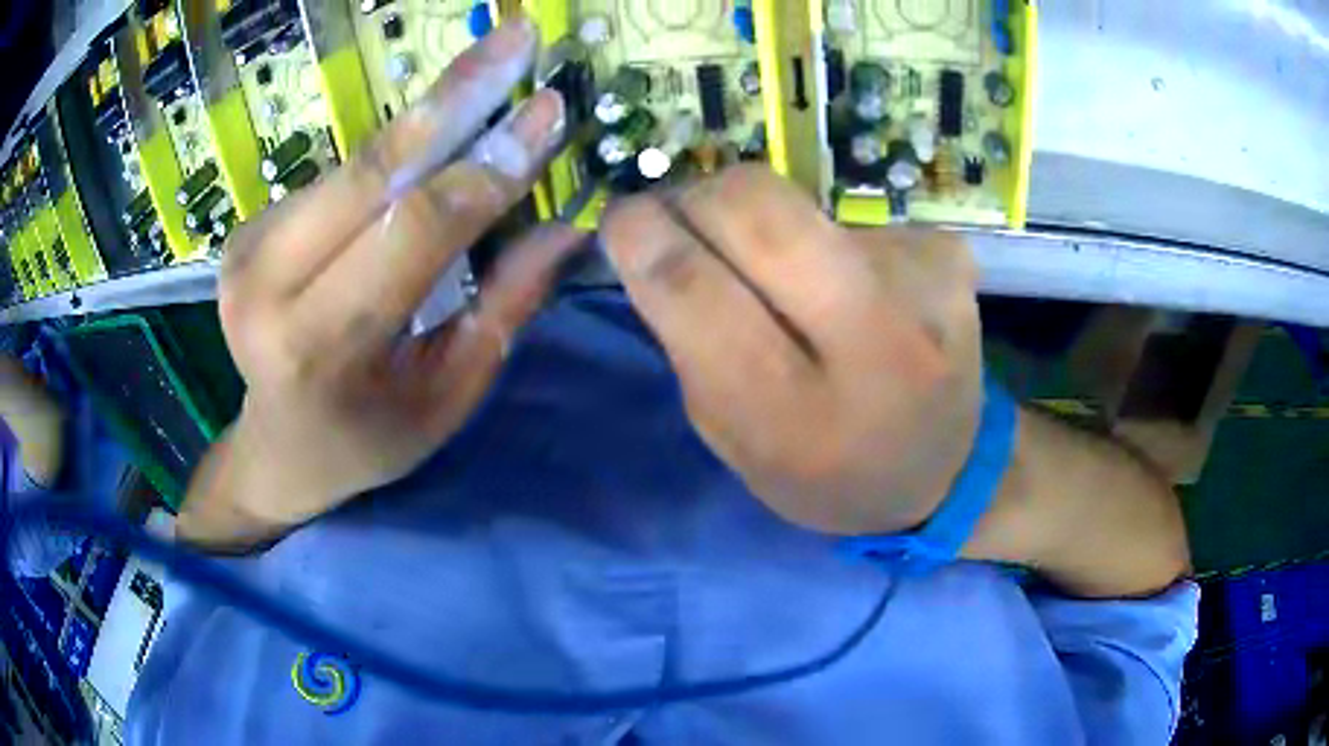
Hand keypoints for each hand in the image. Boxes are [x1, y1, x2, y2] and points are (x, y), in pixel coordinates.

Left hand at [205, 19, 578, 529]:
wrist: (278, 449)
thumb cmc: (368, 438)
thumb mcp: (447, 397)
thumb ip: (502, 309)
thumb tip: (567, 227)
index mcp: (321, 348)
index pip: (414, 230)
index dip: (488, 165)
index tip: (549, 110)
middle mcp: (267, 288)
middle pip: (371, 167)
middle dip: (455, 94)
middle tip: (518, 35)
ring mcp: (246, 249)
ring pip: (357, 162)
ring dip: (430, 118)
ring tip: (494, 70)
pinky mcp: (247, 228)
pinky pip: (337, 176)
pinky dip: (393, 152)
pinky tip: (430, 142)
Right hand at [602, 166, 983, 534]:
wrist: (946, 471)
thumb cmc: (823, 472)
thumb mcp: (735, 442)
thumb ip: (691, 346)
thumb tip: (657, 237)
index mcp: (793, 418)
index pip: (692, 287)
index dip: (640, 235)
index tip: (624, 222)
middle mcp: (870, 344)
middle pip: (754, 204)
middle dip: (698, 197)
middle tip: (691, 221)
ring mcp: (923, 288)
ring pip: (801, 201)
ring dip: (770, 226)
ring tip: (795, 279)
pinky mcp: (949, 255)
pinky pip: (853, 220)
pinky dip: (833, 243)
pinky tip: (862, 289)